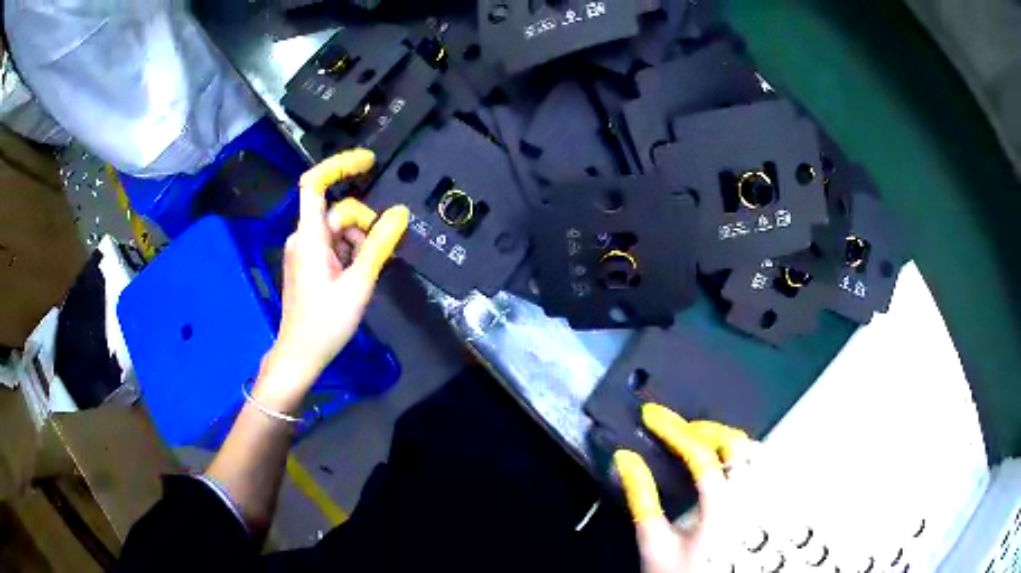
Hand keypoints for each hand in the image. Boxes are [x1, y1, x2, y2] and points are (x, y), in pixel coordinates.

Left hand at [256, 149, 408, 410]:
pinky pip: (332, 244)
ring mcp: (303, 250)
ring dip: (358, 242)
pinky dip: (349, 252)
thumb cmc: (326, 322)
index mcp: (310, 236)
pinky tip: (356, 276)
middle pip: (338, 211)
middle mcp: (303, 236)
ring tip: (365, 274)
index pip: (315, 183)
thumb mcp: (359, 284)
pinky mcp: (306, 263)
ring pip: (337, 230)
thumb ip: (379, 245)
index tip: (369, 162)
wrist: (300, 354)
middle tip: (379, 255)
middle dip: (363, 225)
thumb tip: (400, 213)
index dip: (340, 165)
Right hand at [615, 404, 753, 572]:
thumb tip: (626, 459)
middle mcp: (747, 499)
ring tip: (696, 439)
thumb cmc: (678, 572)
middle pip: (735, 443)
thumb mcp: (653, 541)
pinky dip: (740, 453)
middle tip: (674, 427)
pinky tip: (722, 458)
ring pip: (753, 451)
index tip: (651, 416)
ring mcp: (758, 501)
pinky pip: (758, 466)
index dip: (673, 430)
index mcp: (719, 509)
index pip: (700, 455)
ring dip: (723, 437)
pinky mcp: (759, 506)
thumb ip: (641, 499)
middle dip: (702, 427)